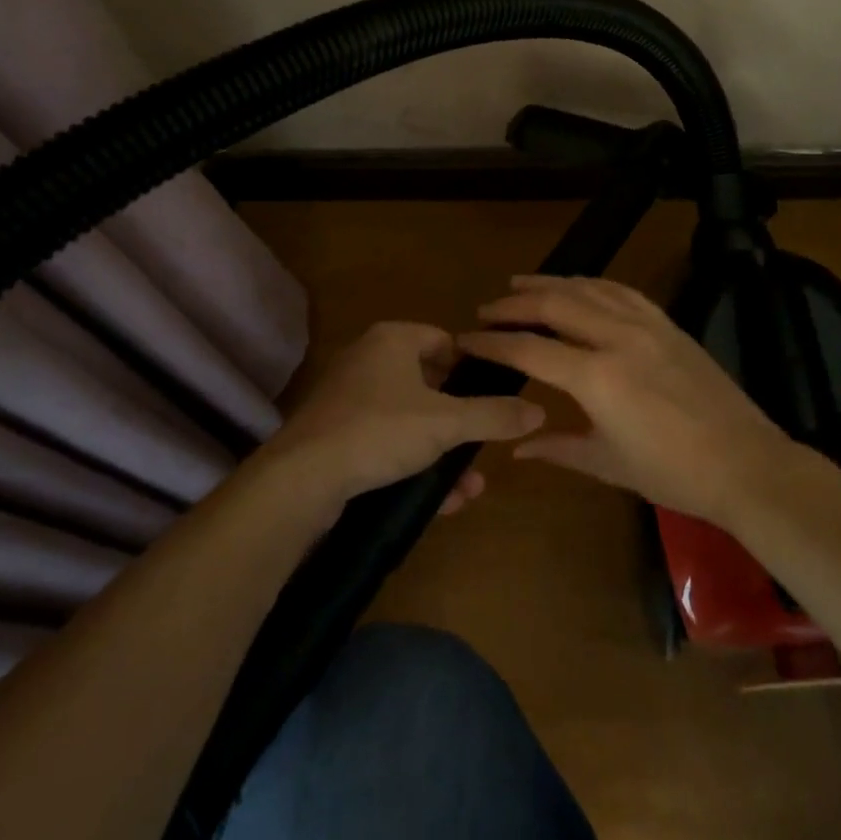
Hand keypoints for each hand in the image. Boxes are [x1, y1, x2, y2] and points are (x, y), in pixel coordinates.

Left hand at [263, 321, 545, 518]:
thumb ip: (494, 415)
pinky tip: (441, 502)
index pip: (445, 341)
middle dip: (460, 423)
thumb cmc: (379, 430)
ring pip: (411, 421)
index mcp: (393, 339)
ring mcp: (350, 399)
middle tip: (483, 447)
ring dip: (442, 453)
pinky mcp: (337, 435)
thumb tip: (539, 409)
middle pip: (430, 385)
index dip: (472, 368)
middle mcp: (369, 360)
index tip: (495, 399)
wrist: (301, 478)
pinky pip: (387, 444)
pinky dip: (414, 465)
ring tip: (469, 488)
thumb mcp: (446, 423)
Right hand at [458, 275, 794, 527]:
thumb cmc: (672, 473)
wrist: (745, 463)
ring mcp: (645, 325)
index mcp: (596, 377)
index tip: (468, 339)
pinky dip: (592, 284)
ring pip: (587, 289)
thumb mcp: (608, 465)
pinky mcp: (667, 323)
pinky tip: (580, 286)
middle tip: (488, 308)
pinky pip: (622, 291)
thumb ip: (558, 448)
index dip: (494, 343)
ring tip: (521, 284)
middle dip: (515, 303)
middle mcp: (616, 338)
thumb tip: (517, 447)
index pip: (530, 349)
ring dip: (550, 283)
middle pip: (554, 304)